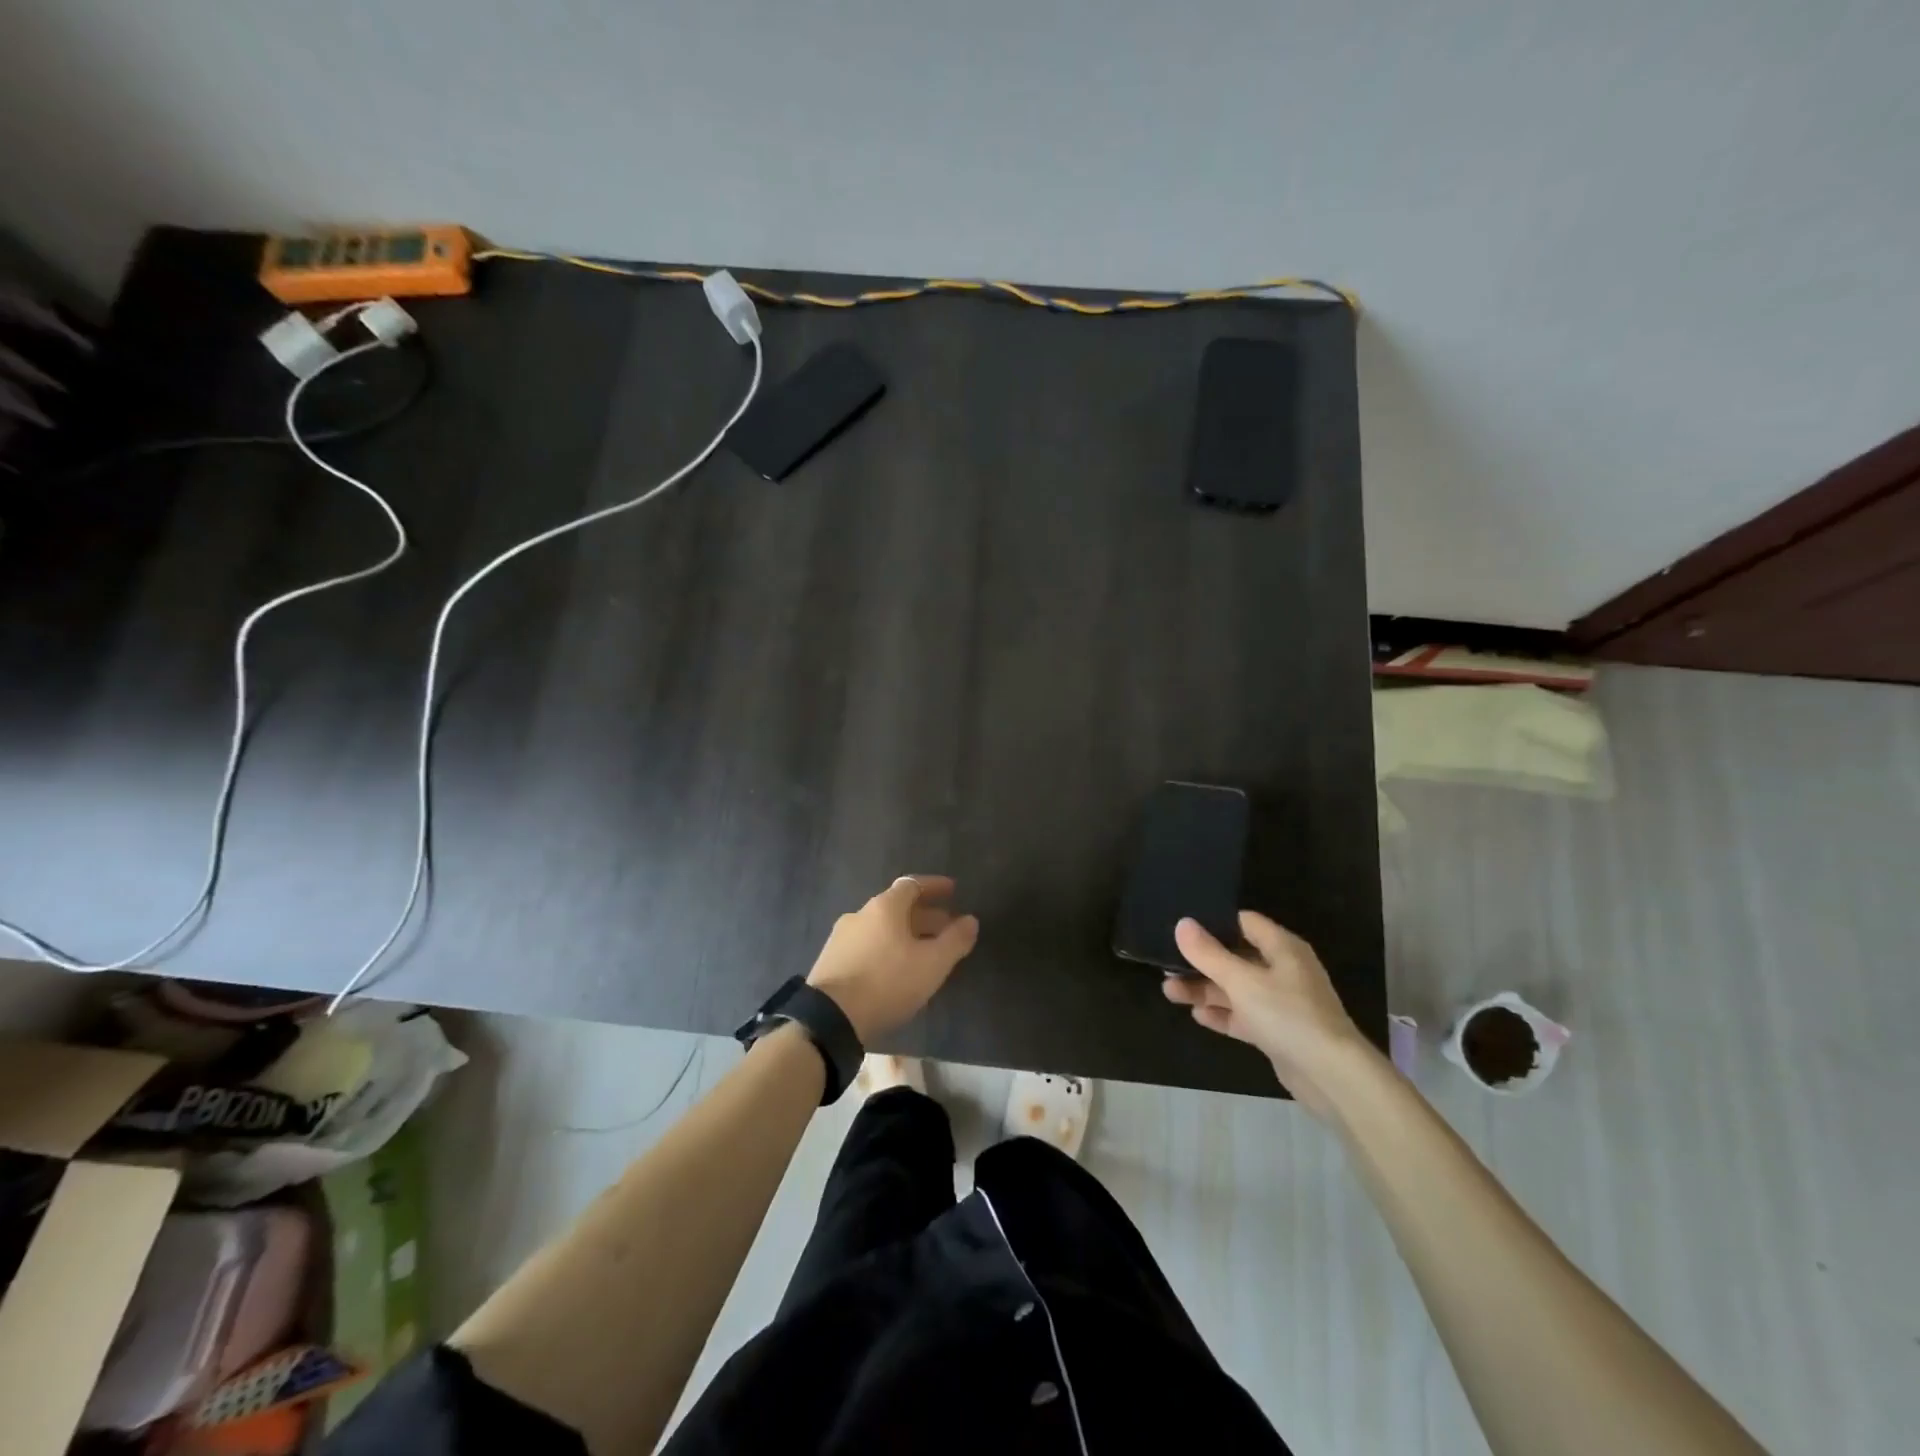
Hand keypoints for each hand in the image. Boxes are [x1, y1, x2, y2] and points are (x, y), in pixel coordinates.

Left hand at [806, 876, 979, 1043]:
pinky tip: (894, 970)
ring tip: (923, 954)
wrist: (830, 1018)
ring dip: (905, 935)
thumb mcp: (932, 964)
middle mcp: (860, 914)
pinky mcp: (830, 961)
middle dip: (924, 916)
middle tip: (946, 929)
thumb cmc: (887, 982)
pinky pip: (866, 946)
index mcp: (884, 907)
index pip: (912, 885)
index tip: (953, 891)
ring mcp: (841, 938)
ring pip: (881, 928)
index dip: (934, 886)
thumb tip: (970, 920)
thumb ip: (955, 940)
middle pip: (897, 907)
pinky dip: (886, 950)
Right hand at [1162, 911, 1378, 1116]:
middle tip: (1167, 963)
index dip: (1214, 922)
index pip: (1245, 922)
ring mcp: (1282, 1003)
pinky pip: (1244, 1016)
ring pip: (1237, 989)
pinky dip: (1223, 1014)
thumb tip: (1182, 923)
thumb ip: (1208, 953)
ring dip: (1206, 989)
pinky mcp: (1278, 1032)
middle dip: (1202, 962)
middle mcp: (1284, 971)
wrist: (1331, 1076)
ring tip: (1170, 991)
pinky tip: (1197, 1015)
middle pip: (1236, 958)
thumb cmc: (1287, 1015)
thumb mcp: (1241, 980)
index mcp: (1282, 948)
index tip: (1182, 926)